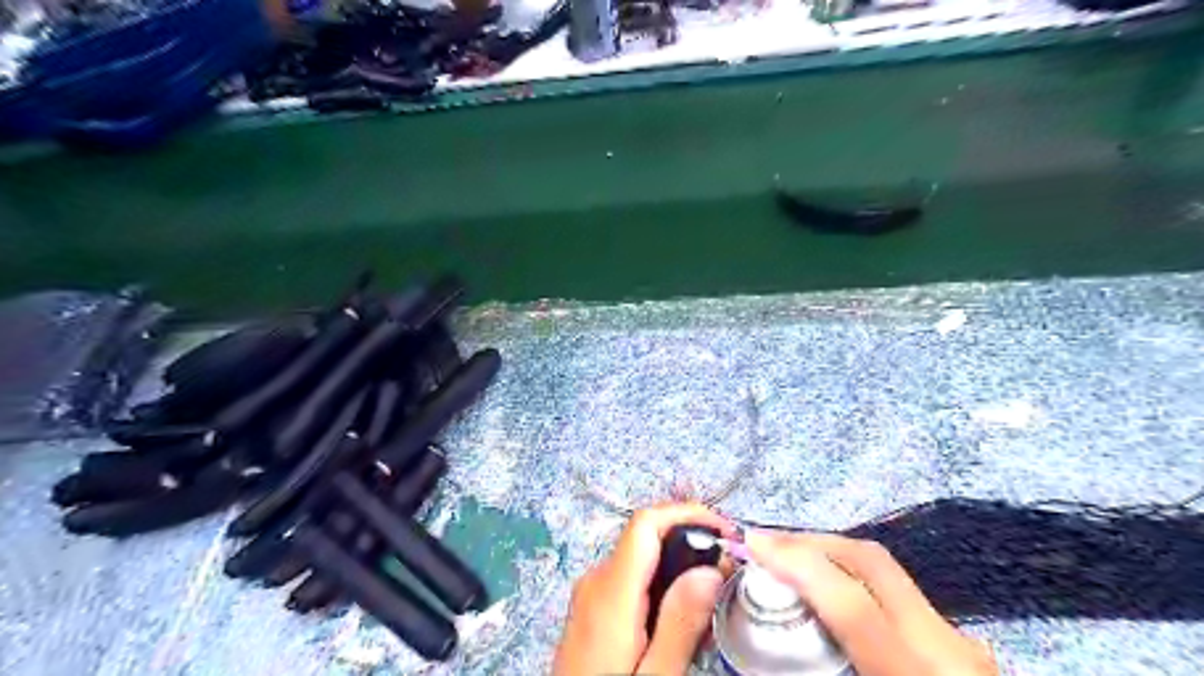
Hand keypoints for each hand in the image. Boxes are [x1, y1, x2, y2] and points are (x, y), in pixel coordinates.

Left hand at [553, 503, 733, 672]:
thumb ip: (680, 623)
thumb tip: (710, 569)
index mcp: (610, 591)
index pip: (645, 523)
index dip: (686, 513)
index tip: (725, 533)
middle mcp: (596, 579)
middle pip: (648, 539)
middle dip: (691, 545)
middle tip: (728, 577)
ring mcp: (592, 592)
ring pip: (644, 559)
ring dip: (680, 569)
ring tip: (712, 605)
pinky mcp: (593, 606)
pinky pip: (633, 579)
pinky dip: (663, 586)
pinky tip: (682, 619)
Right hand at [745, 534, 998, 675]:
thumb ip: (826, 669)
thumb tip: (769, 654)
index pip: (852, 604)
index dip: (797, 565)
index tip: (752, 543)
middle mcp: (948, 648)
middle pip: (871, 562)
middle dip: (811, 542)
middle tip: (767, 543)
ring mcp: (960, 640)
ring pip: (886, 570)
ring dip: (832, 555)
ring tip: (791, 561)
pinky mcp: (962, 642)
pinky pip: (896, 591)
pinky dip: (855, 578)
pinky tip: (833, 591)